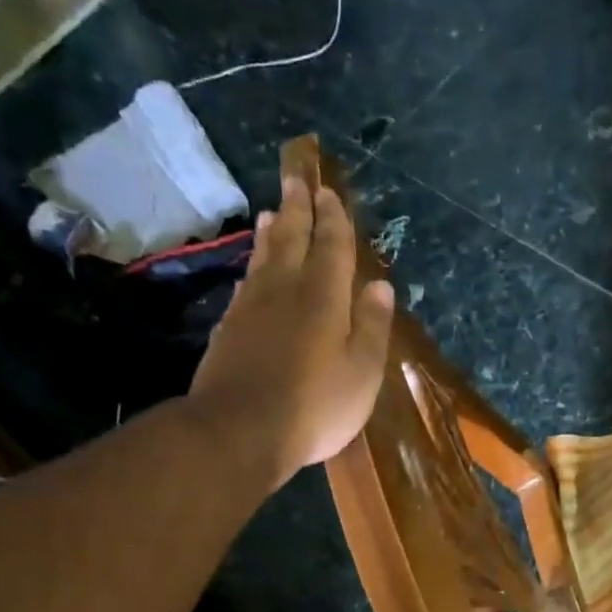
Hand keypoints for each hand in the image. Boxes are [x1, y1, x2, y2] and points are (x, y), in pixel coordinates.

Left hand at [189, 173, 394, 485]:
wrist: (241, 430)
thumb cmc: (316, 406)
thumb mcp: (362, 372)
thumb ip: (373, 327)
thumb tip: (381, 286)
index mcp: (324, 298)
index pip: (332, 247)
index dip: (334, 220)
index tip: (330, 194)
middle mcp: (285, 291)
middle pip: (293, 240)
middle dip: (298, 210)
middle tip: (296, 181)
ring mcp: (251, 308)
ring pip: (264, 258)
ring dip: (273, 234)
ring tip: (274, 213)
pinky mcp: (229, 329)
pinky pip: (246, 284)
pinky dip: (253, 267)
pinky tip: (253, 269)